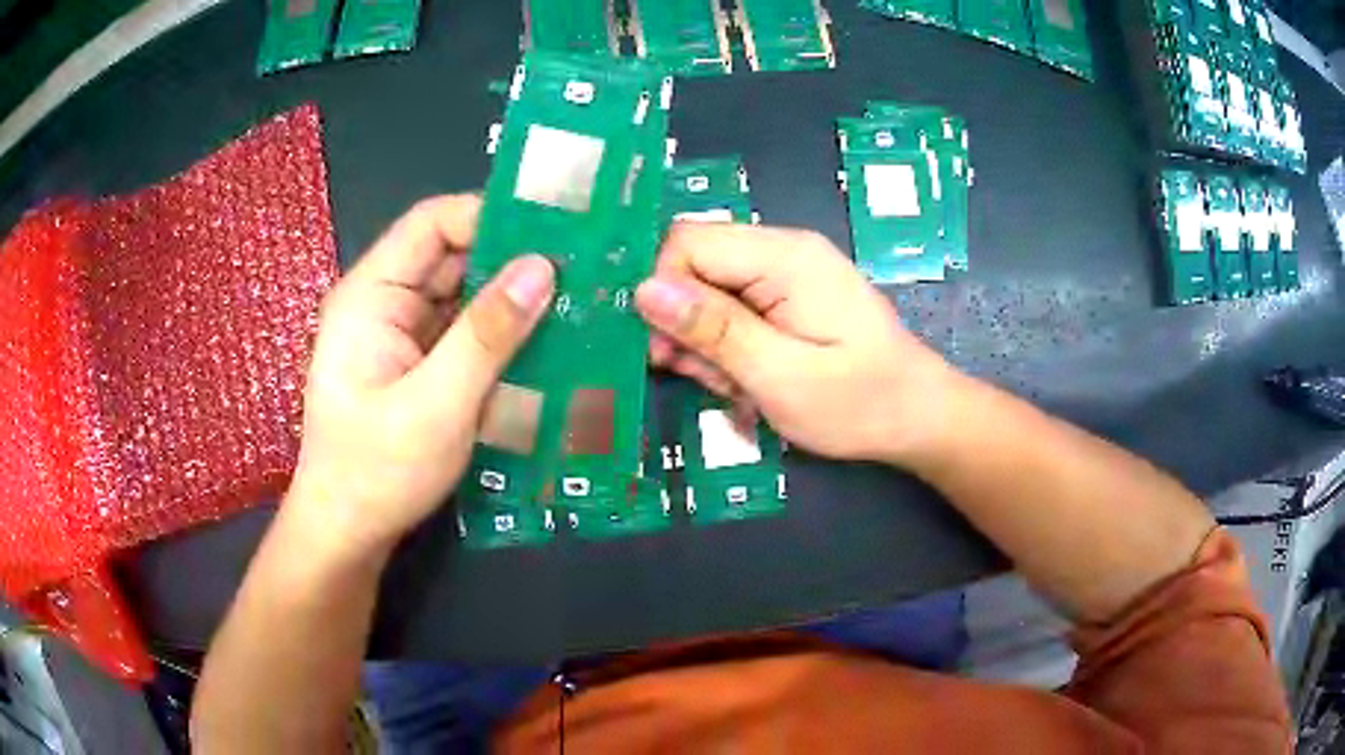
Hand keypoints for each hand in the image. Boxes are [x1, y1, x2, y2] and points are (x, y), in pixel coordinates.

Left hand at [288, 195, 554, 559]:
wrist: (349, 533)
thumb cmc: (378, 472)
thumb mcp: (436, 406)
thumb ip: (487, 335)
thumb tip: (543, 267)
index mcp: (372, 295)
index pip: (433, 223)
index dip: (491, 216)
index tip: (556, 231)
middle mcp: (386, 303)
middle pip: (454, 256)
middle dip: (515, 260)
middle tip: (584, 269)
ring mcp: (403, 335)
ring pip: (466, 295)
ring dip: (515, 300)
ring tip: (578, 303)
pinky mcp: (419, 364)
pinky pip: (466, 333)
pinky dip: (504, 335)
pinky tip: (547, 344)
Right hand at [635, 223, 953, 464]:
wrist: (917, 417)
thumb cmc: (859, 403)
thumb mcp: (781, 376)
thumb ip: (714, 330)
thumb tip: (643, 290)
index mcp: (784, 257)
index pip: (687, 242)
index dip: (664, 292)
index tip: (669, 351)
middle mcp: (782, 249)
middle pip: (695, 263)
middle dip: (686, 324)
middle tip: (709, 378)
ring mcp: (788, 271)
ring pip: (708, 289)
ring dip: (706, 342)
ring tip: (737, 386)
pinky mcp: (789, 295)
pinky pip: (733, 306)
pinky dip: (727, 346)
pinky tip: (747, 379)